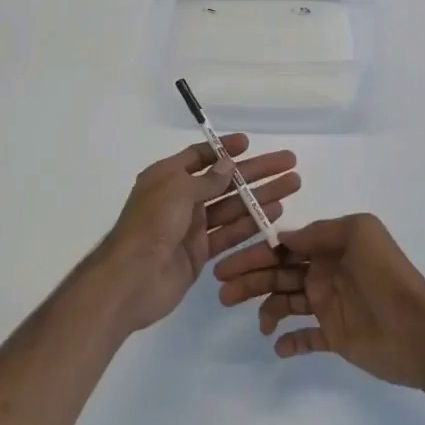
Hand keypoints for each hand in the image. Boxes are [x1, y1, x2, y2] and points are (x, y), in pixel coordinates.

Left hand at [93, 135, 299, 334]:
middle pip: (224, 180)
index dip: (224, 150)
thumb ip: (206, 180)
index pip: (199, 156)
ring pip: (233, 206)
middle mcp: (180, 198)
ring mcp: (191, 226)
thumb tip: (228, 164)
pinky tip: (276, 212)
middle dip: (256, 171)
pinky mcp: (200, 252)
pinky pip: (230, 233)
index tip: (250, 144)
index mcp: (168, 177)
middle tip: (288, 162)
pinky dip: (252, 223)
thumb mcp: (177, 191)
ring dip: (261, 195)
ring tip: (292, 184)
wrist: (131, 280)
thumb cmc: (151, 225)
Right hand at [214, 213, 424, 387]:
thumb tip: (284, 238)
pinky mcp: (335, 337)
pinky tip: (279, 345)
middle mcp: (324, 274)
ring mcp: (329, 306)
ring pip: (286, 303)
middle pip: (278, 274)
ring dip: (265, 309)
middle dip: (250, 279)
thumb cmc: (388, 275)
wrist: (421, 330)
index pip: (285, 247)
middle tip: (223, 291)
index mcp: (329, 248)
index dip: (256, 253)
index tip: (229, 261)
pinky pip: (305, 338)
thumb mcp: (359, 233)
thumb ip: (320, 232)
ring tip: (258, 322)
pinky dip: (289, 342)